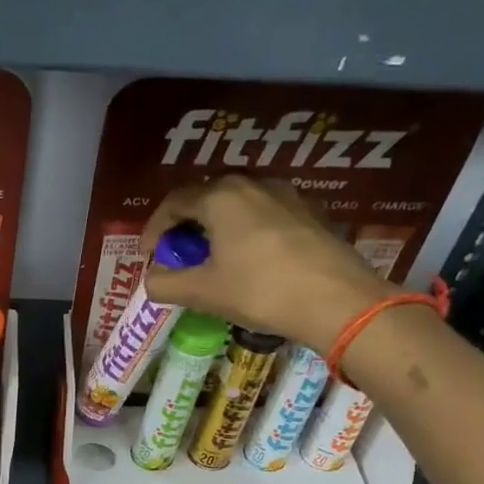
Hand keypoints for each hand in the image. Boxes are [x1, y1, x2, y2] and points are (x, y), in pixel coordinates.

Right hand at [139, 175, 389, 351]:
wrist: (336, 299)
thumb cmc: (259, 290)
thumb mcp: (203, 292)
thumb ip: (166, 284)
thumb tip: (151, 280)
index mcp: (220, 197)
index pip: (174, 202)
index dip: (155, 228)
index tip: (148, 255)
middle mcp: (252, 184)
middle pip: (207, 197)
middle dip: (187, 225)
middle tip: (179, 255)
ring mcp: (286, 195)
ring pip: (238, 205)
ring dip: (218, 227)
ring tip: (213, 259)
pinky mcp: (310, 212)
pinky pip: (265, 215)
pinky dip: (246, 232)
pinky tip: (249, 260)